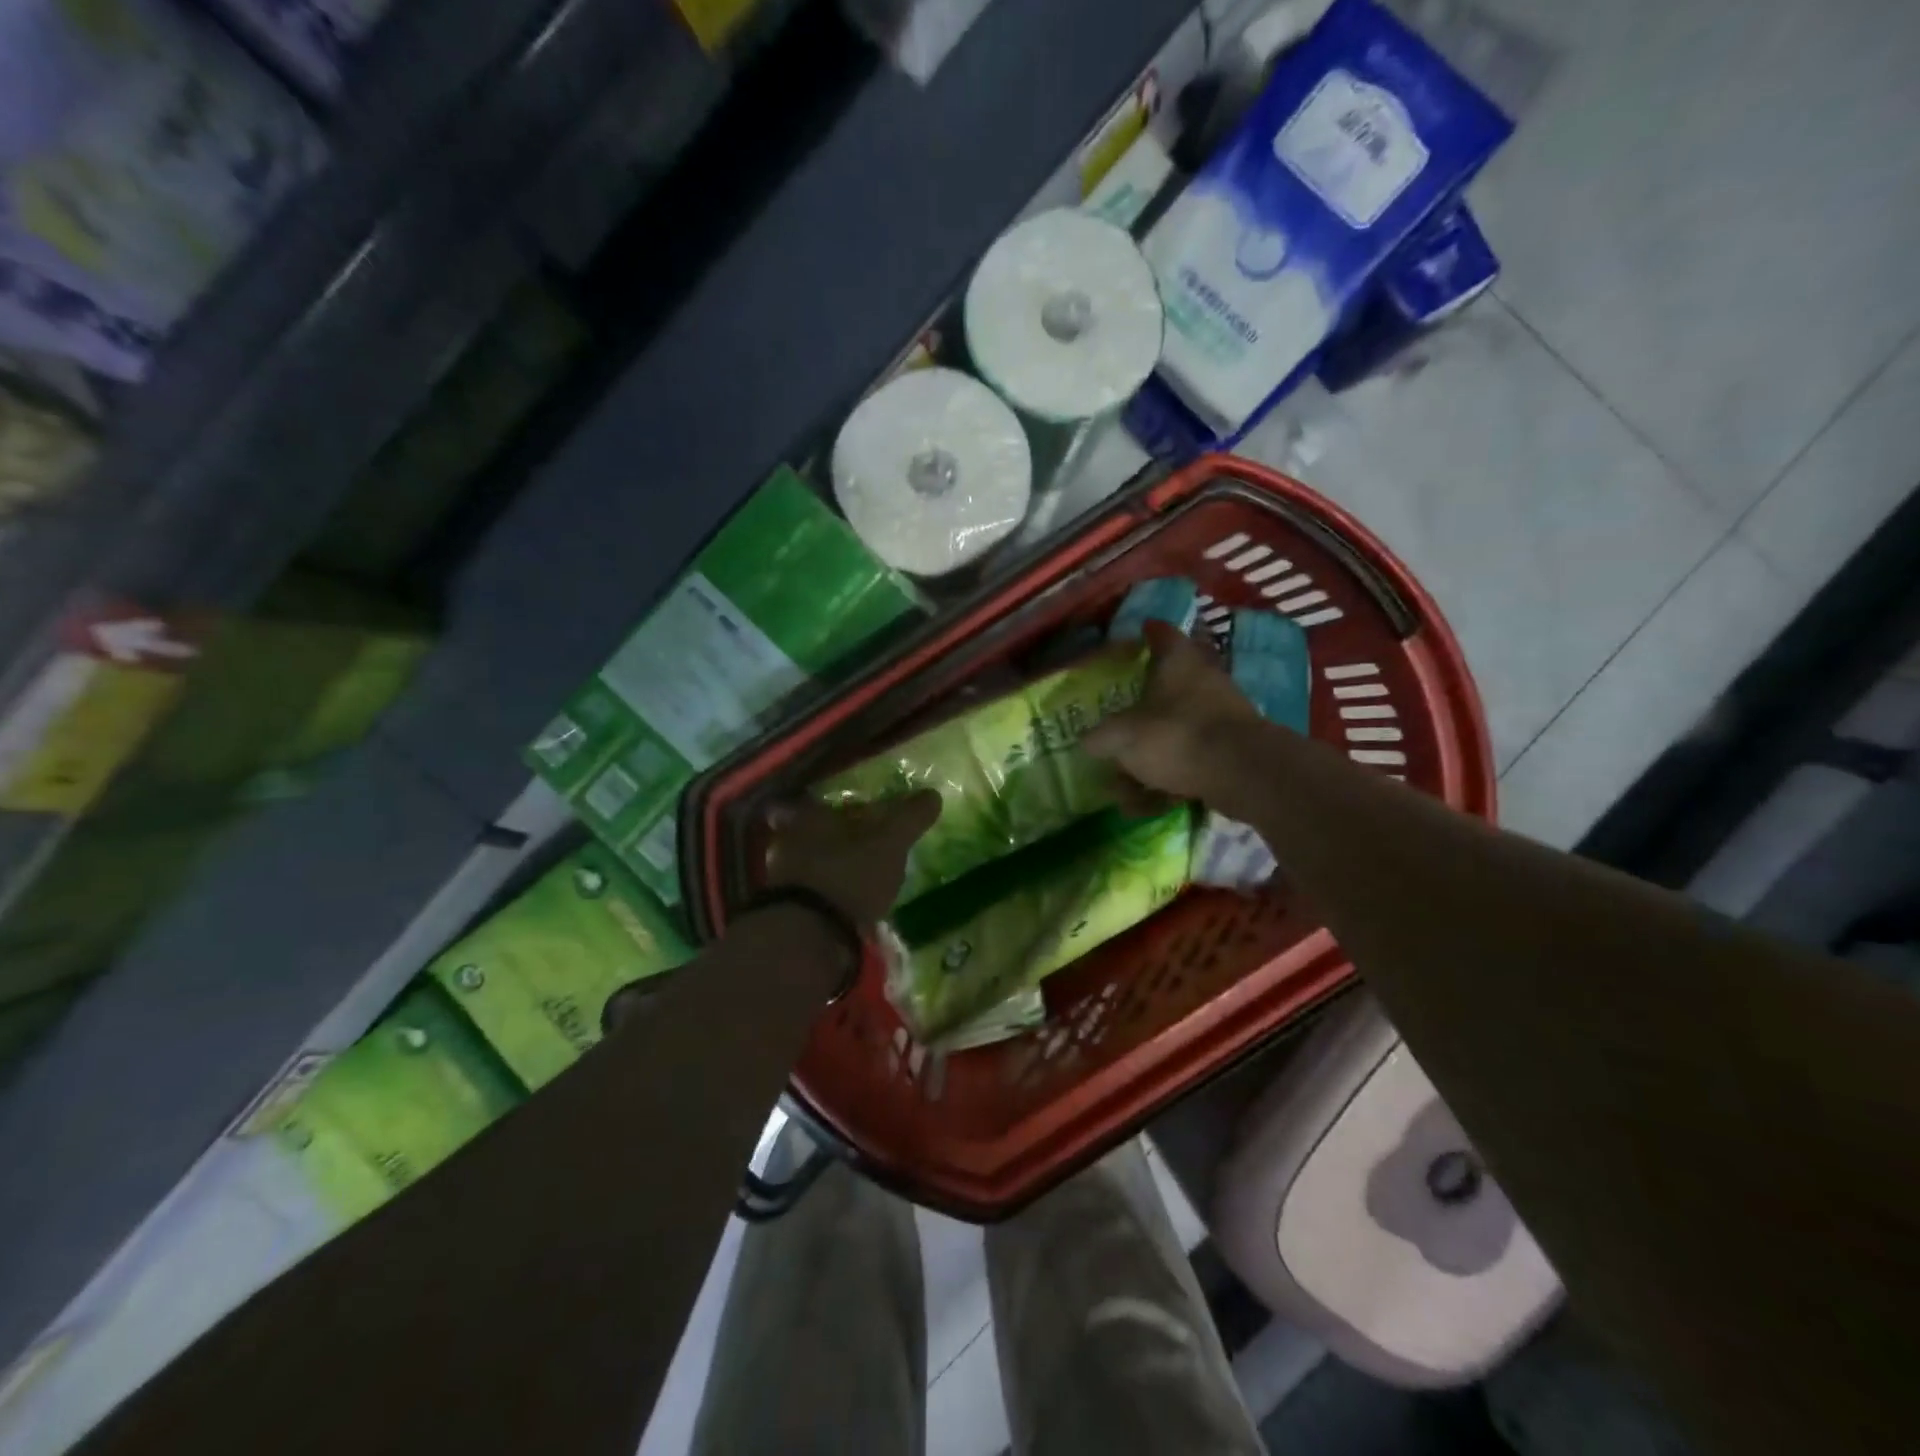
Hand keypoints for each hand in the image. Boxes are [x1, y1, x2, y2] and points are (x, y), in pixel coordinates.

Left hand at [765, 791, 942, 925]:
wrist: (808, 936)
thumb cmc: (848, 874)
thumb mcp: (890, 843)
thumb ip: (909, 818)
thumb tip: (933, 794)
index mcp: (808, 817)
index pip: (816, 802)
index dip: (830, 805)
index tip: (848, 810)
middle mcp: (787, 842)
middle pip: (809, 832)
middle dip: (831, 837)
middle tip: (857, 843)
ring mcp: (781, 878)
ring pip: (807, 863)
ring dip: (828, 868)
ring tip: (856, 877)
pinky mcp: (785, 911)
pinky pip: (808, 893)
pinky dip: (826, 895)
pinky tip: (845, 904)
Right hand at [1084, 620, 1263, 806]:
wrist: (1242, 773)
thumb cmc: (1176, 736)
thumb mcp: (1122, 737)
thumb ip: (1100, 738)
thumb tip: (1088, 741)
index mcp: (1177, 662)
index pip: (1161, 633)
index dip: (1146, 632)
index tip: (1136, 633)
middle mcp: (1201, 681)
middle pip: (1165, 687)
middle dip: (1138, 711)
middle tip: (1114, 726)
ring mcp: (1219, 715)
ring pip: (1174, 731)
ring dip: (1147, 759)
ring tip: (1123, 790)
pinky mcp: (1230, 749)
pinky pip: (1188, 760)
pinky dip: (1167, 780)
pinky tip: (1146, 806)